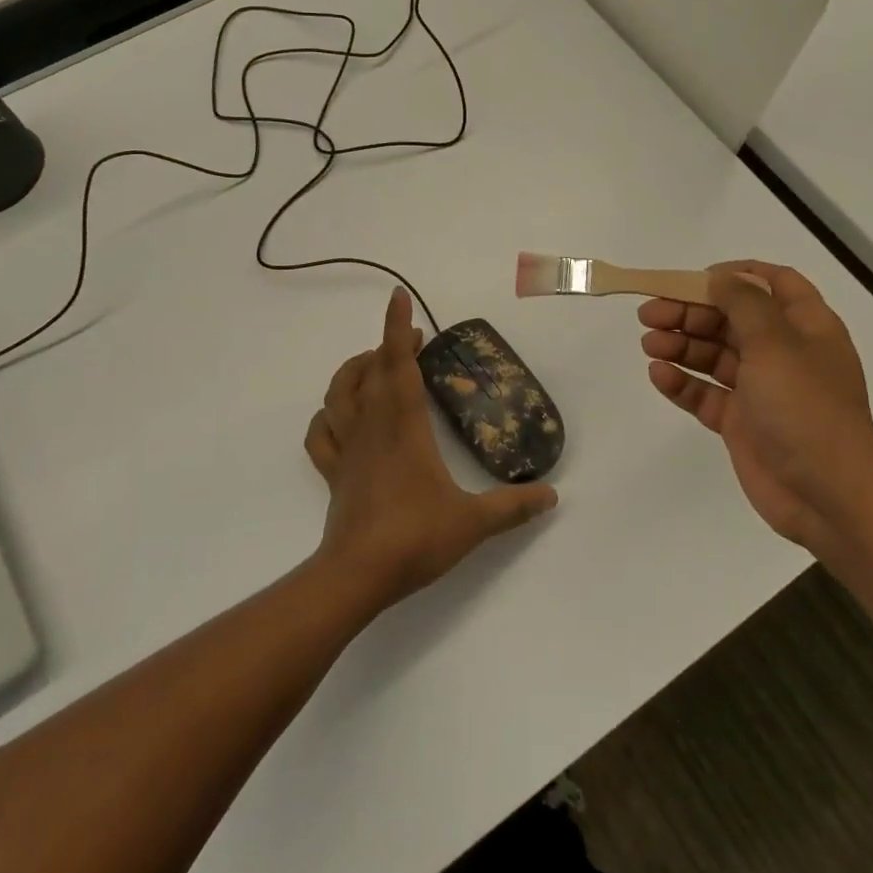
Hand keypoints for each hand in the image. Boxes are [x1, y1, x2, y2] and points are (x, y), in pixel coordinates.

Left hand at [305, 287, 557, 611]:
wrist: (357, 575)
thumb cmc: (415, 537)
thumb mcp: (473, 522)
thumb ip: (512, 507)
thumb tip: (551, 496)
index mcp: (404, 426)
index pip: (398, 364)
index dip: (397, 328)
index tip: (399, 298)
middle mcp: (372, 427)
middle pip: (370, 371)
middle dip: (388, 346)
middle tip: (412, 341)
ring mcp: (347, 449)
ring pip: (338, 394)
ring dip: (354, 371)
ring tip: (373, 365)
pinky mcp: (333, 471)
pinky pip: (321, 433)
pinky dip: (327, 415)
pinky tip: (339, 416)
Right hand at [639, 262, 872, 550]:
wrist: (829, 496)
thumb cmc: (806, 408)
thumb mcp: (775, 343)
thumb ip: (744, 303)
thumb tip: (720, 278)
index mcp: (805, 327)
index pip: (774, 283)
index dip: (737, 275)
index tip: (696, 278)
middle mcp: (783, 353)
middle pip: (731, 318)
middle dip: (691, 312)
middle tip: (649, 313)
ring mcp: (761, 389)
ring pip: (714, 355)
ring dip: (680, 345)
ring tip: (649, 344)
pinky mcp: (741, 422)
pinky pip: (706, 393)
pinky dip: (682, 382)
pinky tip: (659, 374)